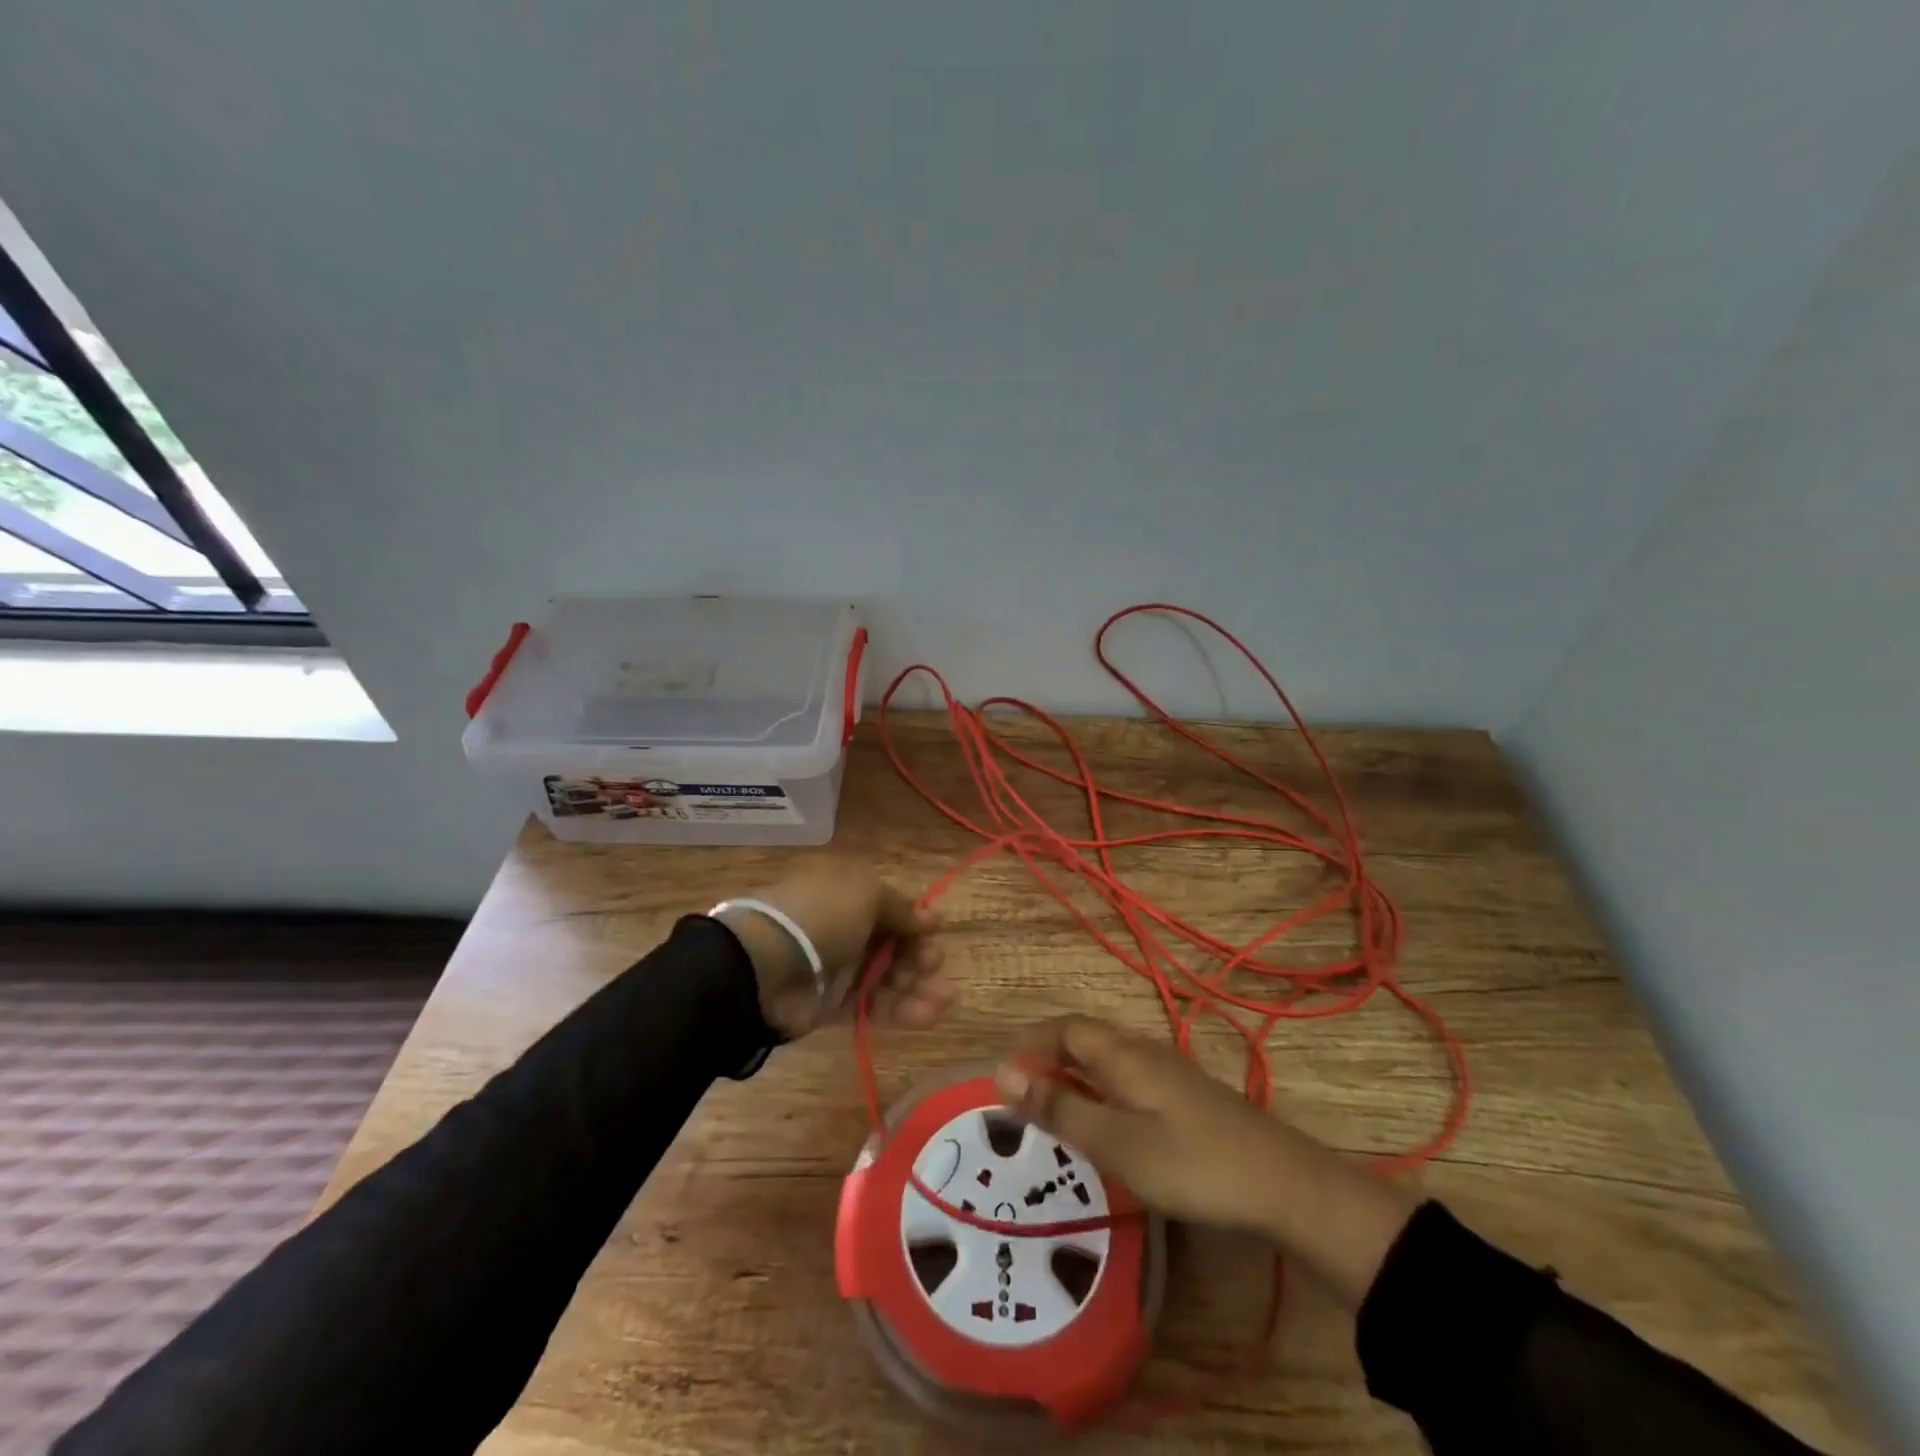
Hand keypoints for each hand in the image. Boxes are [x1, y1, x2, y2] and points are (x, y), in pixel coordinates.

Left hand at [718, 858, 952, 1041]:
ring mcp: (838, 969)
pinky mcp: (833, 1006)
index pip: (890, 907)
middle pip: (893, 944)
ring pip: (888, 978)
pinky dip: (902, 1011)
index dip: (914, 921)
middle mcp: (845, 928)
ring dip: (918, 987)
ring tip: (943, 999)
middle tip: (933, 965)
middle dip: (919, 955)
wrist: (766, 966)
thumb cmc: (823, 916)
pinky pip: (873, 1007)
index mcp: (848, 893)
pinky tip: (928, 1014)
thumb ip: (902, 908)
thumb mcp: (867, 894)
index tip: (934, 932)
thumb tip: (931, 918)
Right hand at [993, 1016, 1415, 1307]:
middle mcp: (1144, 1053)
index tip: (1001, 1071)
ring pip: (1108, 1061)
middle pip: (1086, 1040)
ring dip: (1074, 1074)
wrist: (1284, 1185)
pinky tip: (1104, 1123)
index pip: (1066, 1029)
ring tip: (1051, 1107)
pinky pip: (1128, 1081)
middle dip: (1048, 1056)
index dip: (1031, 1042)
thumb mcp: (1116, 1142)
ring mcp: (1169, 1075)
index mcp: (1123, 1055)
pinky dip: (1100, 1092)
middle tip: (1019, 1092)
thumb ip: (1060, 1108)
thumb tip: (1001, 1074)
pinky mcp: (1186, 1100)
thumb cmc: (1192, 1163)